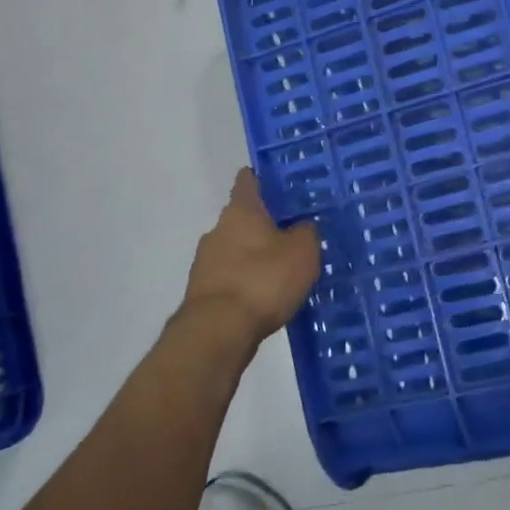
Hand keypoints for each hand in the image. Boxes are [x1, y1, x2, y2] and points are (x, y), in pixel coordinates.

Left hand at [182, 168, 320, 351]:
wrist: (219, 331)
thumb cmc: (263, 280)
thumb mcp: (302, 252)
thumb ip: (306, 232)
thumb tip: (303, 225)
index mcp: (241, 211)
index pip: (248, 181)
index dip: (263, 178)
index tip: (280, 182)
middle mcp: (218, 229)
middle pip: (242, 218)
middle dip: (264, 224)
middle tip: (294, 233)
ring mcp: (205, 261)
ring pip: (236, 249)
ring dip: (255, 255)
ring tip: (284, 270)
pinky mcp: (203, 292)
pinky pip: (231, 277)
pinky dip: (247, 281)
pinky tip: (266, 296)